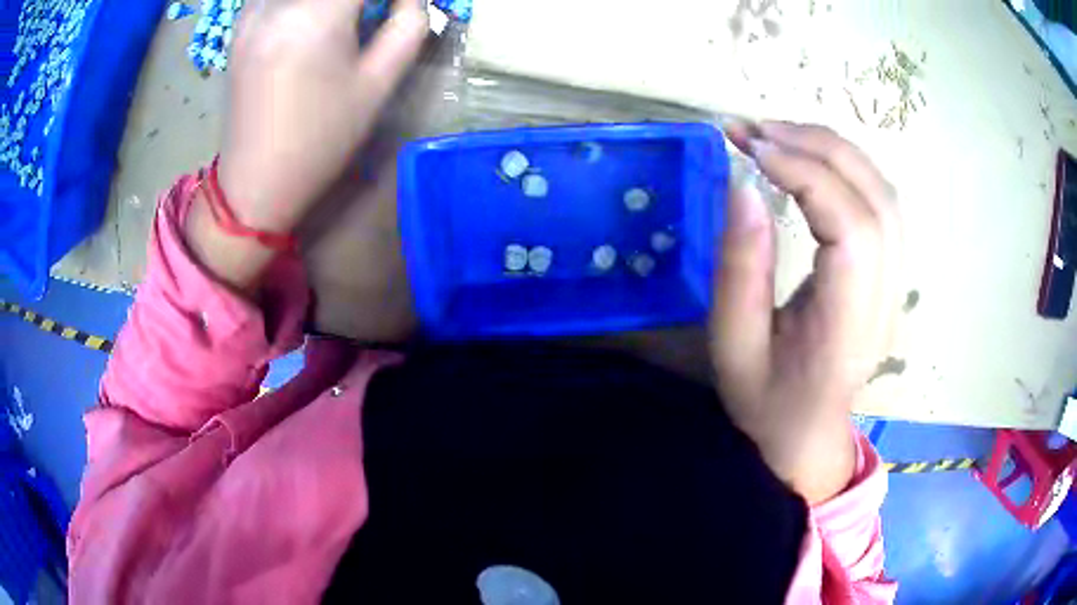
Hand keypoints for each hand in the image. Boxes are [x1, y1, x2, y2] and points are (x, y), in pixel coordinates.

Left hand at [218, 0, 427, 232]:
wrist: (255, 181)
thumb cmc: (320, 140)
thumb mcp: (378, 86)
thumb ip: (407, 26)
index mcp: (316, 16)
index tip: (400, 7)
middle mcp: (277, 3)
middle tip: (376, 15)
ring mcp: (252, 11)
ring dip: (334, 1)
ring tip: (346, 20)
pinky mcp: (240, 24)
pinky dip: (304, 3)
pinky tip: (312, 18)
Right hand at [711, 122, 901, 504]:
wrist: (807, 433)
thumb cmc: (766, 400)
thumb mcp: (733, 346)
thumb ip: (740, 268)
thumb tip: (743, 185)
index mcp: (849, 326)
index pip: (852, 229)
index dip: (806, 174)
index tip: (750, 149)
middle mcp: (885, 298)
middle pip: (876, 198)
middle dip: (816, 146)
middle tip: (755, 130)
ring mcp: (895, 283)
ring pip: (883, 192)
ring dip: (832, 149)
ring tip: (777, 135)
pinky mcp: (890, 271)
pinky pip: (879, 202)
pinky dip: (845, 166)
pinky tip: (809, 159)